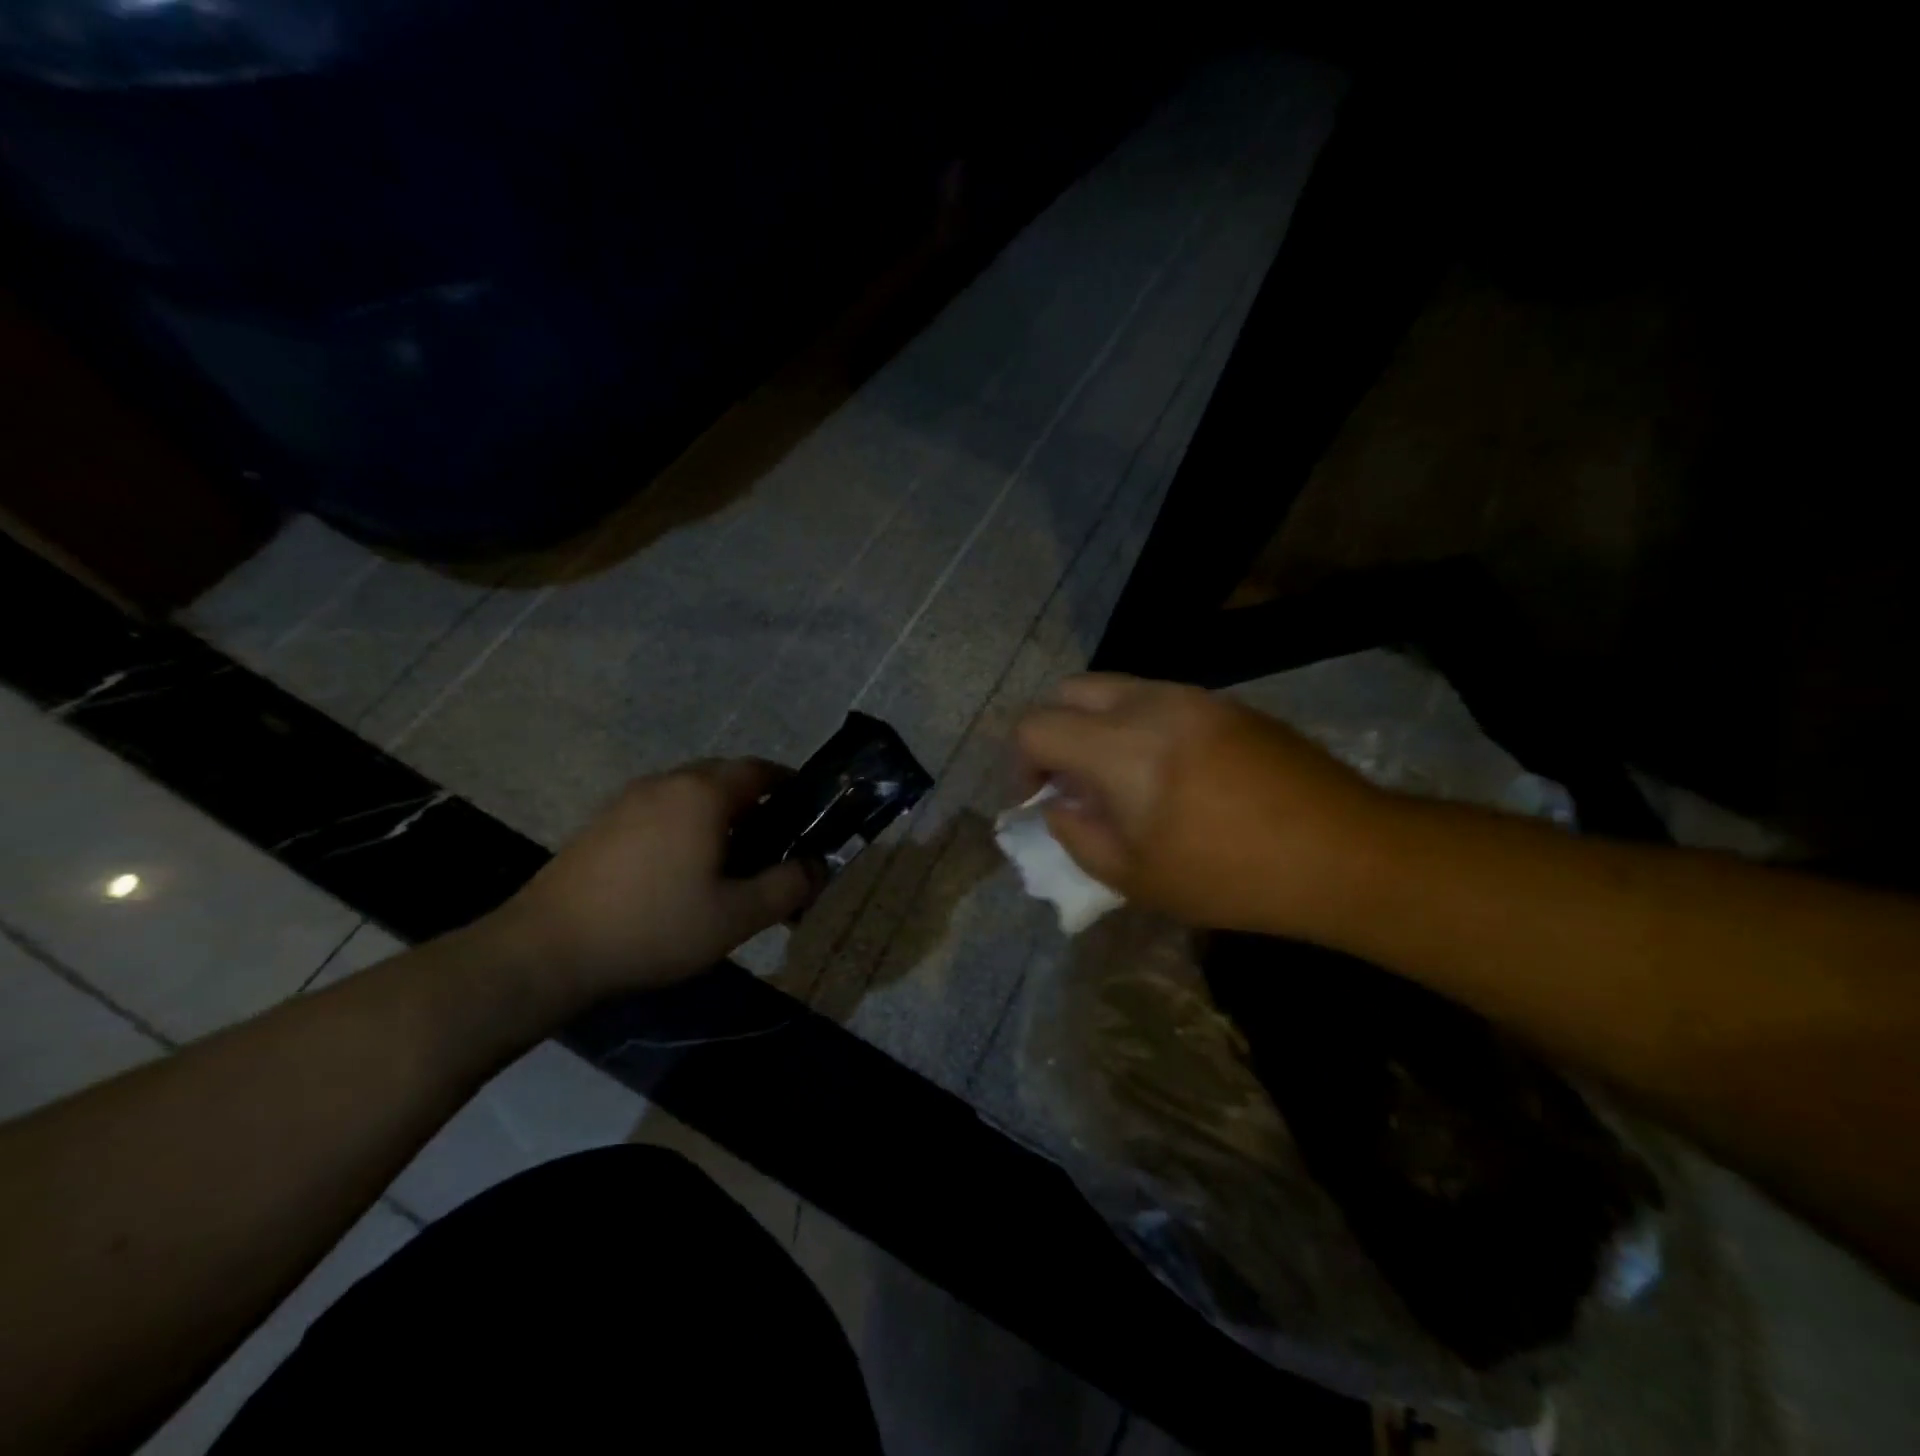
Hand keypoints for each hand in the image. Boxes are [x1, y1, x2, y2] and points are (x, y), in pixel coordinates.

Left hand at [489, 760, 817, 998]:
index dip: (791, 786)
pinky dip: (685, 827)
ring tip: (730, 863)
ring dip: (719, 817)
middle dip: (756, 804)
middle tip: (774, 846)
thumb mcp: (736, 916)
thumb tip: (819, 867)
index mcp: (703, 793)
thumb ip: (787, 887)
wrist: (547, 949)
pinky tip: (681, 872)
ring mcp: (628, 800)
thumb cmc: (654, 926)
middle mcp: (666, 782)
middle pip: (725, 778)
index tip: (809, 814)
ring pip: (690, 795)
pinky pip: (660, 811)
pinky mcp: (602, 823)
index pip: (760, 769)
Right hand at [1013, 674, 1392, 936]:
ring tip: (1120, 777)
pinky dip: (1138, 724)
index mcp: (1120, 747)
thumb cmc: (1230, 876)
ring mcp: (1194, 696)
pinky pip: (1160, 698)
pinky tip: (1169, 771)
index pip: (1036, 725)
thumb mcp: (1134, 876)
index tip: (1040, 798)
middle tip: (1071, 779)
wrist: (1342, 852)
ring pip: (1117, 688)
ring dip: (1097, 724)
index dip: (1021, 763)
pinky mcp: (1227, 703)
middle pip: (1070, 689)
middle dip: (1054, 731)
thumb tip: (1057, 803)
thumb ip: (1076, 834)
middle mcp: (1151, 703)